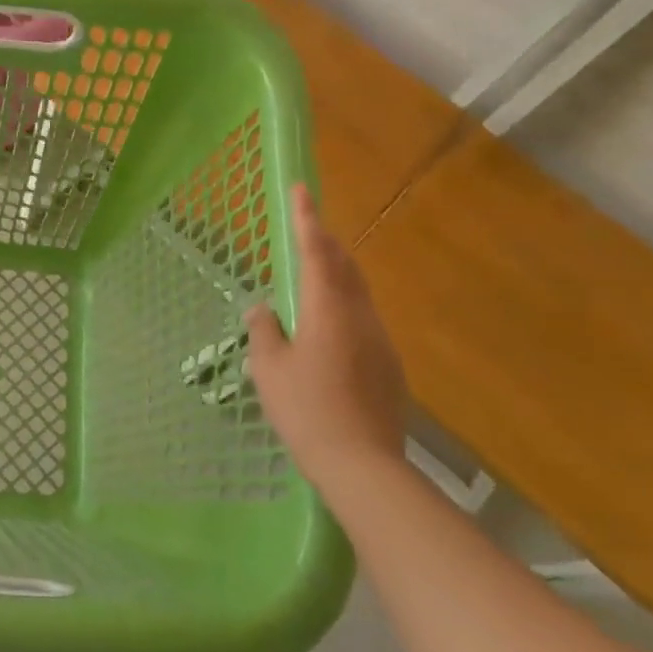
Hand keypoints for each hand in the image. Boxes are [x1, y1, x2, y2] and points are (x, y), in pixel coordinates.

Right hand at [245, 183, 407, 491]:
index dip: (307, 219)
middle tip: (308, 227)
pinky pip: (364, 319)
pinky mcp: (389, 364)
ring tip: (315, 272)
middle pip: (345, 267)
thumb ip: (265, 331)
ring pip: (358, 292)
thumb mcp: (269, 369)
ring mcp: (380, 340)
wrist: (362, 463)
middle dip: (326, 243)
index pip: (316, 252)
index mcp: (327, 310)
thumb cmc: (305, 410)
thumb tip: (263, 308)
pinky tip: (329, 326)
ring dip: (337, 274)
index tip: (302, 188)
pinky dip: (345, 305)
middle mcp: (360, 316)